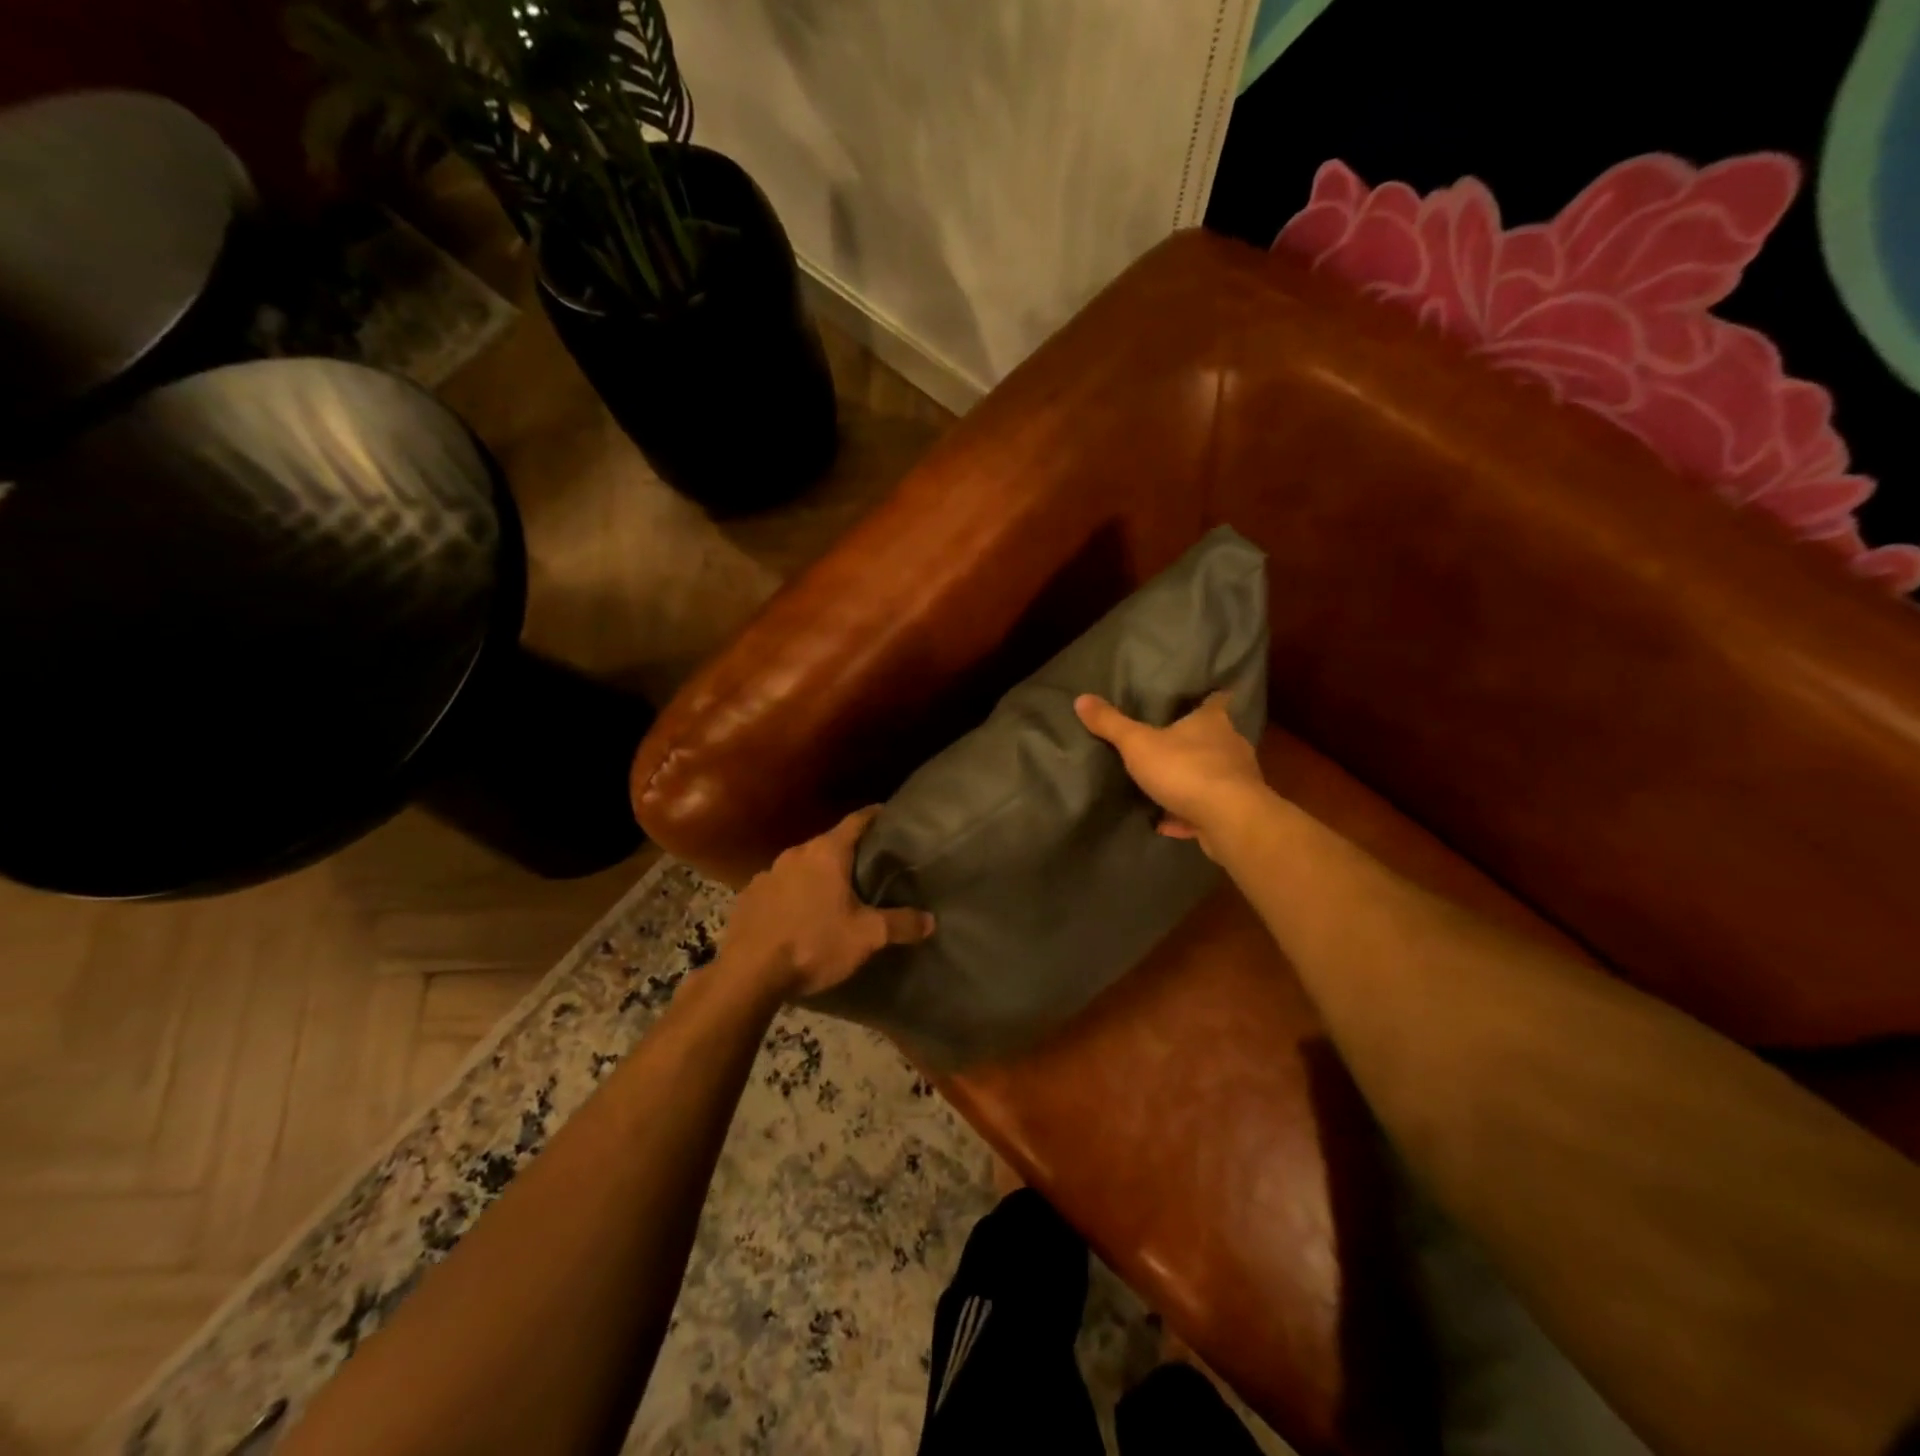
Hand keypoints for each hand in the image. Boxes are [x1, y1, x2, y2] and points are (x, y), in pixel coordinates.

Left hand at [721, 807, 935, 999]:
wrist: (749, 974)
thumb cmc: (814, 944)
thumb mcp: (866, 936)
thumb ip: (901, 924)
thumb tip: (930, 920)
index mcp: (826, 852)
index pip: (857, 820)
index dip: (875, 816)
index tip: (889, 815)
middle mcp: (795, 853)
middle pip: (828, 844)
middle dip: (847, 854)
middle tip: (868, 867)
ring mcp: (767, 874)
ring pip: (801, 867)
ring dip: (817, 876)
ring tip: (833, 895)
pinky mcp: (748, 897)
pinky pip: (778, 888)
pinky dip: (792, 896)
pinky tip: (798, 917)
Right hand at [1074, 692, 1268, 858]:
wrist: (1229, 819)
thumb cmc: (1185, 769)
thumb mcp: (1138, 744)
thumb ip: (1111, 724)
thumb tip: (1081, 698)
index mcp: (1212, 722)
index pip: (1217, 700)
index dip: (1210, 697)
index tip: (1206, 696)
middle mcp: (1231, 746)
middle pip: (1216, 738)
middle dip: (1198, 742)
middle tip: (1173, 744)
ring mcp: (1238, 780)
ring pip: (1215, 775)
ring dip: (1194, 780)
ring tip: (1168, 786)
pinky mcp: (1236, 812)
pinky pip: (1207, 809)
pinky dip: (1189, 814)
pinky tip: (1167, 823)